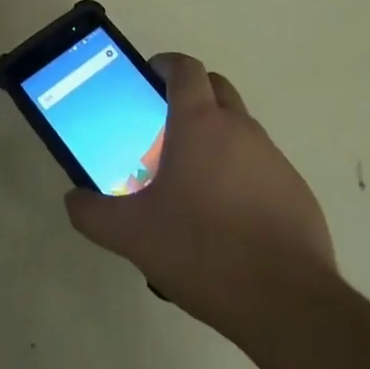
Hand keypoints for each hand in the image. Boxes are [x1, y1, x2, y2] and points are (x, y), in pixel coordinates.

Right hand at [64, 53, 337, 341]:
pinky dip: (241, 172)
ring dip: (216, 136)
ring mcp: (273, 158)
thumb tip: (73, 199)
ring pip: (240, 127)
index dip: (165, 65)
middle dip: (191, 94)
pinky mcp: (296, 190)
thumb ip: (93, 214)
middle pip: (215, 87)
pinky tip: (227, 217)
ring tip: (193, 181)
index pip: (185, 68)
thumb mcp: (132, 235)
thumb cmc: (202, 251)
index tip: (148, 78)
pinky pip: (262, 165)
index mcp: (199, 123)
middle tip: (164, 128)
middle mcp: (239, 128)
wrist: (287, 303)